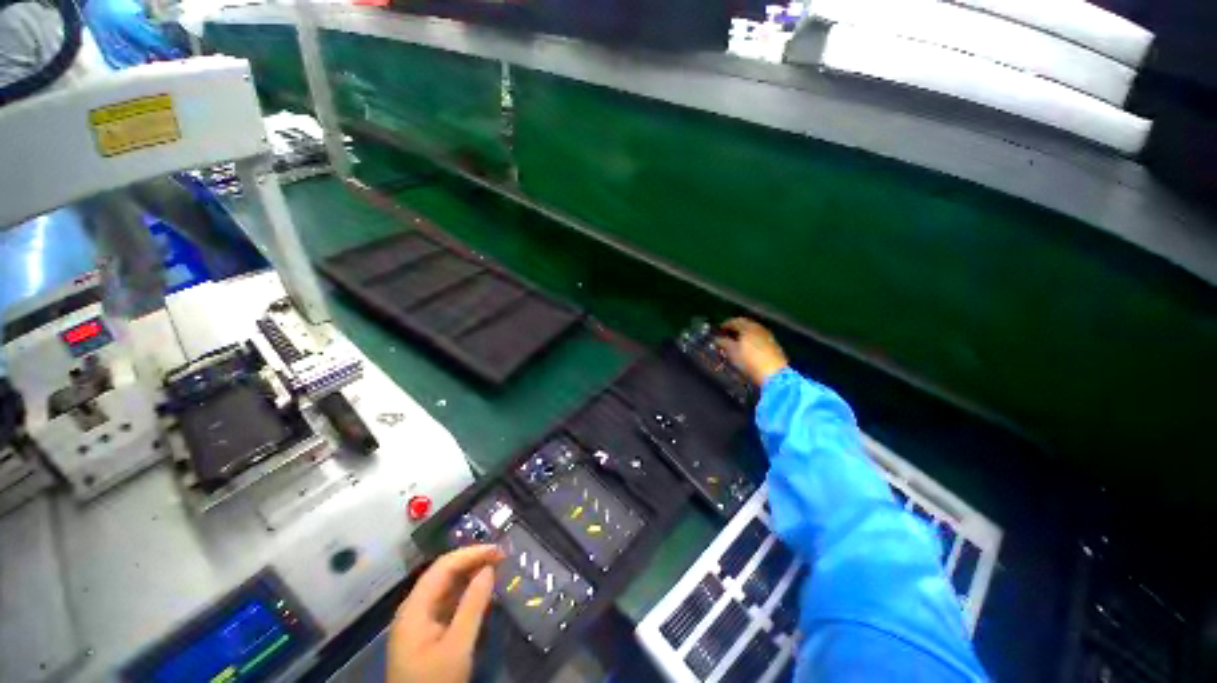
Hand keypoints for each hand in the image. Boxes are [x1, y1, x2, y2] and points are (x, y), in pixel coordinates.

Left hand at [387, 545, 503, 682]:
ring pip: (446, 586)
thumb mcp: (457, 646)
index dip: (472, 553)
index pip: (444, 566)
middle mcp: (414, 607)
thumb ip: (473, 605)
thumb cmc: (436, 681)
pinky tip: (482, 591)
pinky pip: (447, 601)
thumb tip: (489, 569)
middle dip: (472, 560)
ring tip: (496, 568)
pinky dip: (466, 592)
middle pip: (443, 573)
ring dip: (470, 574)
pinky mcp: (426, 632)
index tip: (499, 550)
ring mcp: (419, 620)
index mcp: (415, 607)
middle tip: (501, 557)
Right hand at [716, 318, 788, 386]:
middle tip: (726, 336)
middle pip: (744, 326)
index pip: (734, 321)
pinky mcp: (773, 346)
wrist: (774, 374)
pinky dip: (750, 342)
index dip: (725, 325)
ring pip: (752, 333)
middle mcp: (759, 328)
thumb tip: (716, 339)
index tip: (718, 330)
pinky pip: (758, 339)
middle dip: (734, 330)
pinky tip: (746, 350)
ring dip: (742, 337)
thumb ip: (723, 342)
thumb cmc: (749, 360)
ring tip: (735, 345)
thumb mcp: (732, 351)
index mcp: (749, 326)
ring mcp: (768, 336)